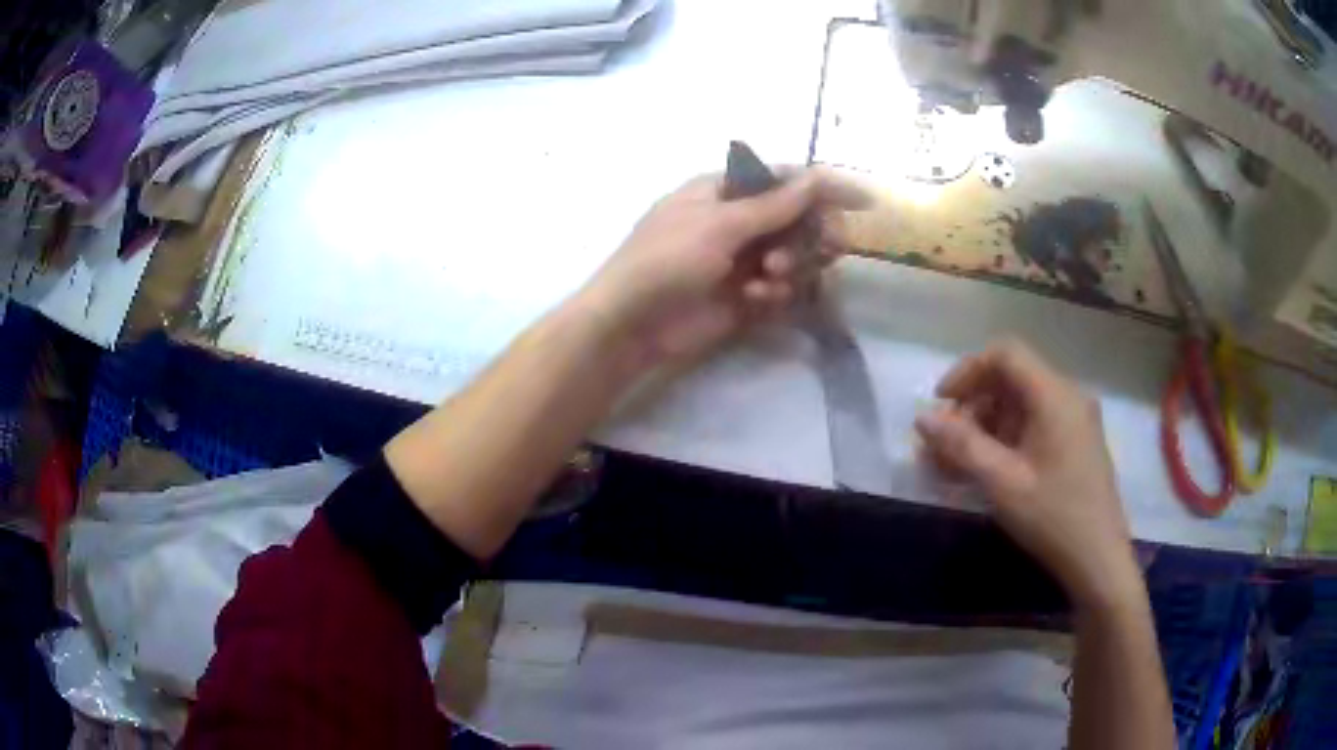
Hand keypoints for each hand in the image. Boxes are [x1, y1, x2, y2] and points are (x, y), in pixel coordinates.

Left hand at [580, 167, 871, 368]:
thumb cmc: (667, 259)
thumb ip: (774, 204)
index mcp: (726, 190)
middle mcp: (739, 220)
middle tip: (822, 248)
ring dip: (794, 265)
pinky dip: (777, 291)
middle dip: (811, 234)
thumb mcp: (720, 224)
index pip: (786, 179)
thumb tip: (818, 176)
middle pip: (799, 218)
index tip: (865, 200)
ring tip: (770, 277)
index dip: (826, 187)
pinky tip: (758, 299)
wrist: (632, 325)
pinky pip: (783, 287)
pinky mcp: (746, 295)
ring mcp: (743, 258)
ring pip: (796, 254)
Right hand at [914, 340, 1142, 611]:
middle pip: (1012, 379)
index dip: (967, 371)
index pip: (1005, 354)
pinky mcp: (1076, 442)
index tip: (941, 404)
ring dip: (986, 426)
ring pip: (1021, 404)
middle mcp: (1067, 397)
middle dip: (973, 405)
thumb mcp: (1003, 483)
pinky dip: (1006, 439)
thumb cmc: (1053, 518)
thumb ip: (962, 446)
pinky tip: (988, 471)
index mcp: (1054, 396)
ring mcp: (1075, 420)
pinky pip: (1034, 424)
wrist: (1098, 560)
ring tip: (959, 465)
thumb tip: (923, 419)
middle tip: (945, 445)